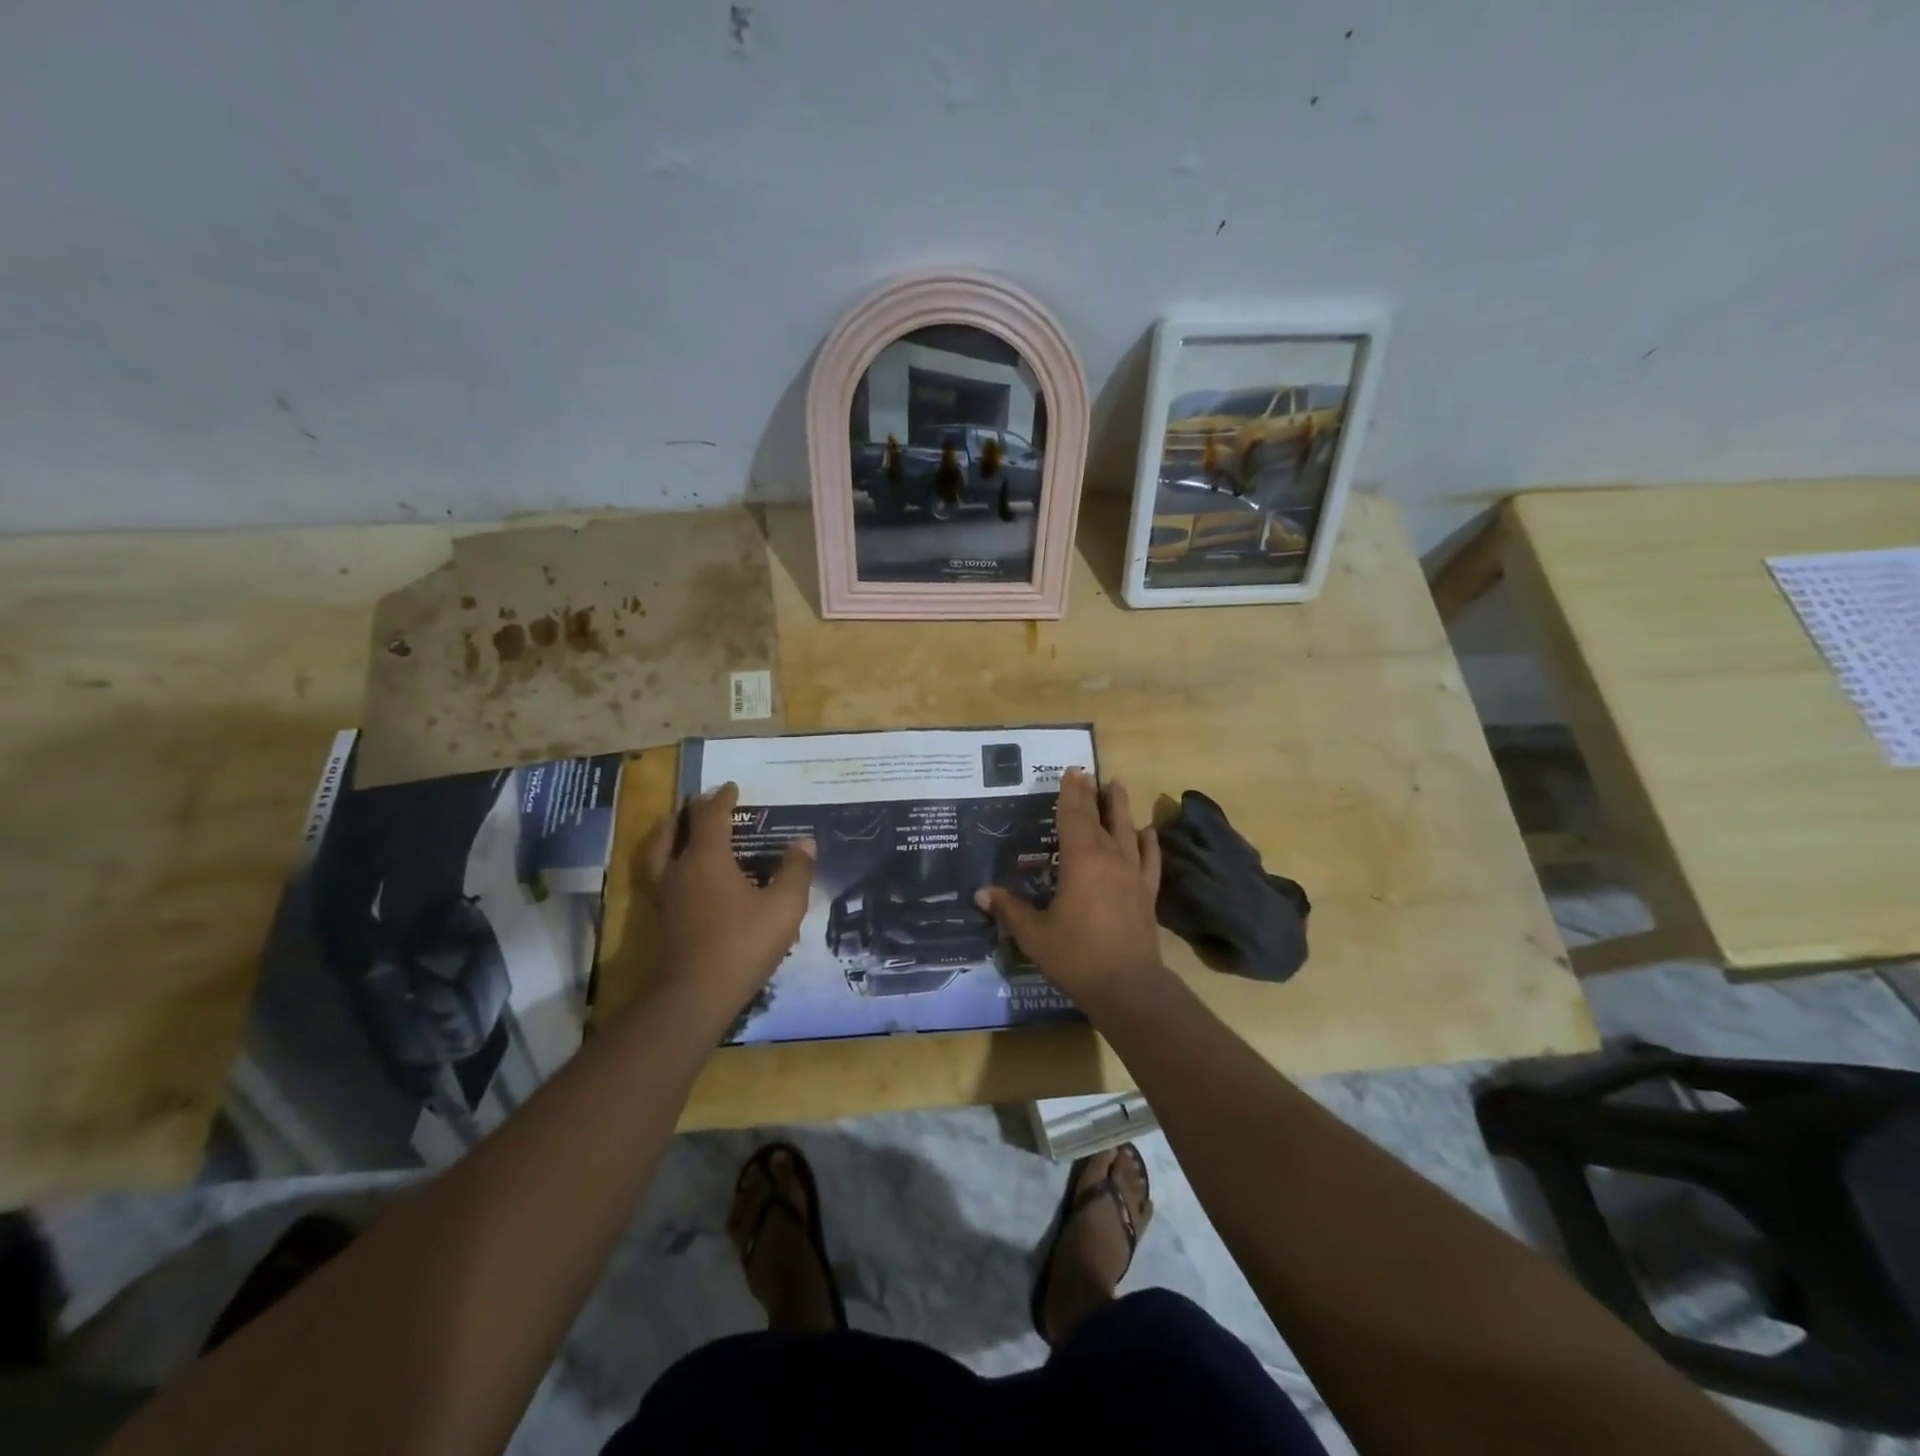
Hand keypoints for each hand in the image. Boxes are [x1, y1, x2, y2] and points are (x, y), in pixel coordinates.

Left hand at [642, 783, 813, 1014]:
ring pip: (658, 855)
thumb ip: (796, 871)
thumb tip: (805, 842)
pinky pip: (660, 879)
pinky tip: (682, 878)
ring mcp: (664, 897)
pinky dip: (667, 865)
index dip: (722, 799)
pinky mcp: (659, 922)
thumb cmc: (742, 944)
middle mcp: (679, 871)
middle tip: (701, 803)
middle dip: (690, 813)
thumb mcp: (784, 906)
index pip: (711, 817)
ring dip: (668, 836)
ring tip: (675, 831)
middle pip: (676, 831)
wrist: (693, 996)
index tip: (731, 787)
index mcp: (707, 859)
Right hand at [975, 768, 1165, 1002]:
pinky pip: (1150, 859)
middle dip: (1092, 794)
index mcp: (1081, 861)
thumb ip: (1010, 909)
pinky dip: (1149, 842)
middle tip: (1088, 773)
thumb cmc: (1076, 956)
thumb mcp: (1034, 934)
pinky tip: (1147, 832)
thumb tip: (981, 893)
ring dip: (1121, 807)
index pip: (1073, 818)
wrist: (1127, 986)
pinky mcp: (1147, 893)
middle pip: (1100, 818)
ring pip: (1127, 831)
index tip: (1071, 772)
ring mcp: (1132, 874)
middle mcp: (1109, 859)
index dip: (1070, 794)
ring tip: (1117, 786)